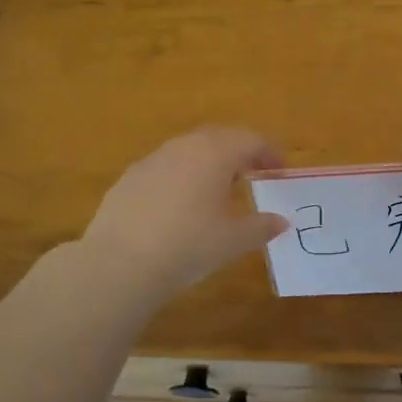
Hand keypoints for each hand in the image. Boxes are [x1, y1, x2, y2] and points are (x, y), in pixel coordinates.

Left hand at [81, 127, 287, 297]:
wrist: (120, 263)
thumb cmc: (189, 245)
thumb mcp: (234, 240)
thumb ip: (262, 226)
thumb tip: (281, 221)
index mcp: (215, 153)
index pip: (251, 140)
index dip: (270, 153)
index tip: (280, 171)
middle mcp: (184, 147)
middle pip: (219, 138)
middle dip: (239, 152)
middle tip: (252, 174)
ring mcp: (152, 160)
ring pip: (189, 151)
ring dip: (209, 163)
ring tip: (217, 191)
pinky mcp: (129, 178)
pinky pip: (165, 168)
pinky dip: (181, 178)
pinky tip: (180, 207)